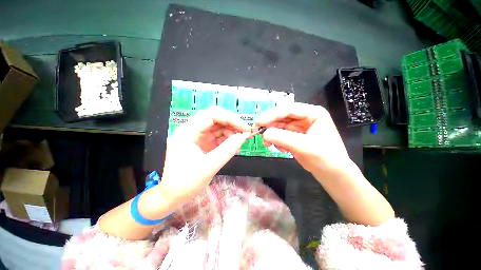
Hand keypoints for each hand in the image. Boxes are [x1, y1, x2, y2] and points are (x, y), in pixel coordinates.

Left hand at [158, 106, 249, 207]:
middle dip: (232, 124)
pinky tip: (234, 146)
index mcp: (188, 131)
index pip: (212, 115)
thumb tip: (243, 136)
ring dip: (231, 132)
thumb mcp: (209, 166)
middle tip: (245, 133)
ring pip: (218, 127)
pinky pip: (217, 136)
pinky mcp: (202, 143)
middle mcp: (192, 130)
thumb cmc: (186, 183)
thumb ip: (228, 149)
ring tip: (241, 140)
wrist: (173, 196)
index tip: (244, 128)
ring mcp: (197, 136)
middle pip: (215, 118)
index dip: (230, 119)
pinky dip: (227, 140)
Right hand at [255, 102, 350, 178]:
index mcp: (313, 113)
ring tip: (268, 145)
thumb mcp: (304, 146)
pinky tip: (280, 149)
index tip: (258, 122)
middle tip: (258, 133)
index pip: (288, 109)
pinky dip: (276, 141)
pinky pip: (280, 134)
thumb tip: (264, 134)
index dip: (271, 115)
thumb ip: (283, 138)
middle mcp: (305, 117)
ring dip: (272, 135)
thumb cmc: (325, 158)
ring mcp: (299, 127)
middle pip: (281, 117)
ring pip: (279, 126)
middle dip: (270, 125)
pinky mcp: (294, 136)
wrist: (332, 173)